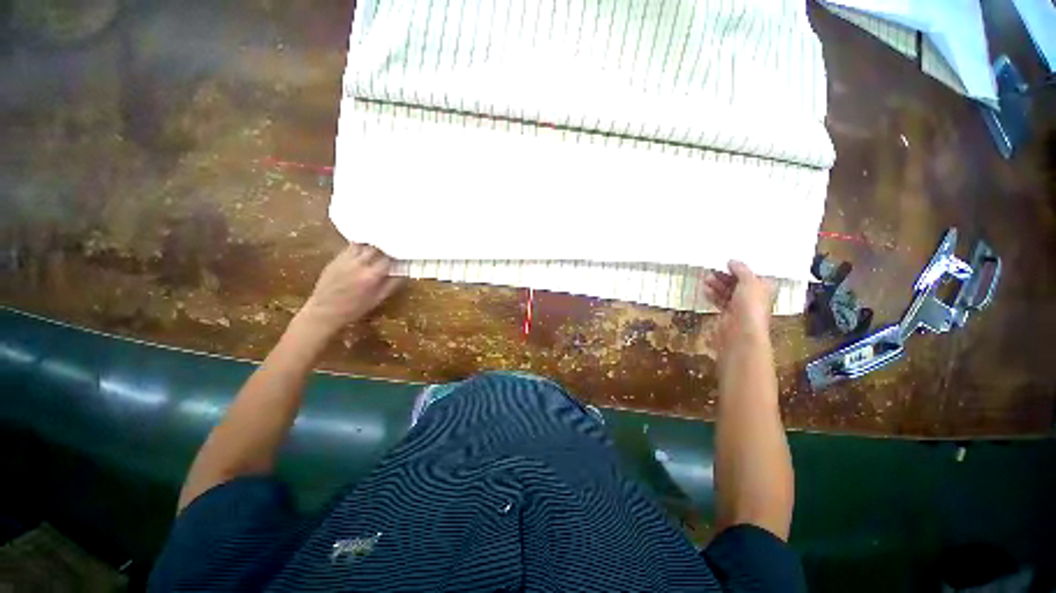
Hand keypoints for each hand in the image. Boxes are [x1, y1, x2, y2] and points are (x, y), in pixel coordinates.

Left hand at [295, 243, 403, 336]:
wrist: (325, 311)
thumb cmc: (355, 308)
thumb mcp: (378, 299)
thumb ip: (392, 284)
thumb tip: (404, 272)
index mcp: (371, 275)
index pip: (389, 258)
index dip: (397, 255)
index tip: (402, 255)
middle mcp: (359, 264)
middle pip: (376, 247)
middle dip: (385, 247)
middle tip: (392, 248)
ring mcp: (345, 260)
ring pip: (363, 244)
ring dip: (372, 245)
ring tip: (379, 247)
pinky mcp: (336, 259)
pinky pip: (350, 248)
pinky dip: (360, 247)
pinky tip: (364, 251)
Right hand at [703, 260, 774, 349]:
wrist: (740, 333)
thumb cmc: (750, 306)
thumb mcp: (749, 282)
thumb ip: (741, 270)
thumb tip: (733, 261)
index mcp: (764, 288)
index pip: (753, 275)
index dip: (742, 268)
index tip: (728, 262)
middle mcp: (753, 297)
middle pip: (738, 283)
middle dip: (726, 276)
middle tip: (712, 269)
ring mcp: (740, 307)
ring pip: (727, 292)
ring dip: (717, 284)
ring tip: (705, 278)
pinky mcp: (727, 315)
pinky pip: (719, 301)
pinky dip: (712, 295)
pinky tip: (705, 290)